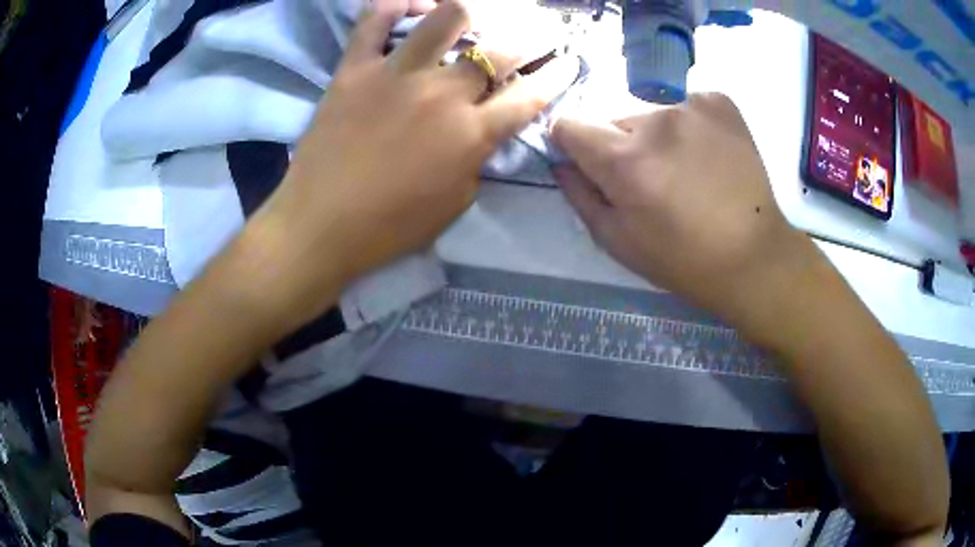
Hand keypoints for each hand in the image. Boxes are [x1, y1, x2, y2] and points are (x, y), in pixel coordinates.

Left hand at [252, 0, 578, 322]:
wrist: (319, 226)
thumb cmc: (389, 227)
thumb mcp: (455, 203)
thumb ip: (476, 159)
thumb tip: (482, 129)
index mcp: (471, 135)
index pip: (530, 96)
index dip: (557, 76)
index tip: (568, 62)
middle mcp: (443, 93)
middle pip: (501, 50)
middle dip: (531, 38)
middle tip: (535, 35)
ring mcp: (397, 74)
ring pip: (447, 17)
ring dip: (469, 13)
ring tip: (470, 17)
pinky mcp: (355, 68)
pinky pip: (374, 20)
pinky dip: (393, 5)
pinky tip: (409, 6)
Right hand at [551, 93, 808, 324]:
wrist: (752, 255)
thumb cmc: (682, 259)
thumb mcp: (618, 242)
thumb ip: (579, 196)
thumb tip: (560, 162)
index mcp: (625, 161)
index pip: (569, 126)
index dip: (573, 145)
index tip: (589, 162)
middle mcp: (656, 120)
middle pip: (614, 120)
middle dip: (621, 145)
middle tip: (652, 179)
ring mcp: (692, 104)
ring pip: (651, 113)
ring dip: (657, 136)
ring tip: (686, 169)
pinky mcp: (720, 101)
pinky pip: (685, 104)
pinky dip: (689, 125)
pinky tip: (708, 154)